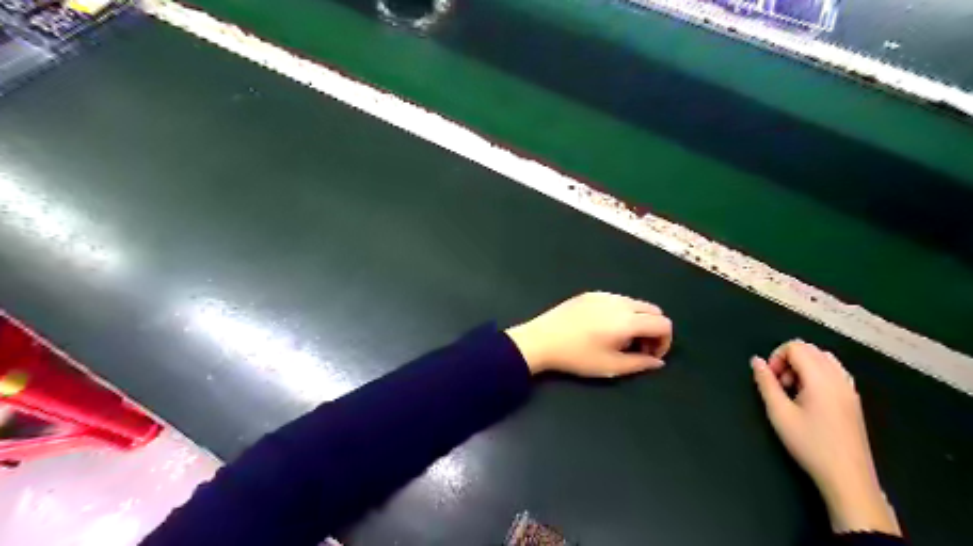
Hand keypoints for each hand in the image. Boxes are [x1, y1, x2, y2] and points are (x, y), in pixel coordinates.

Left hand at [506, 292, 672, 377]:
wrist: (541, 340)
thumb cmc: (577, 356)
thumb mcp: (611, 367)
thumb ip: (640, 363)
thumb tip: (658, 361)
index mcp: (628, 320)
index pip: (663, 323)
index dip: (664, 341)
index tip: (649, 355)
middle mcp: (620, 302)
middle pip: (653, 310)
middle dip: (653, 330)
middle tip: (638, 348)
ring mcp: (604, 295)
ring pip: (635, 303)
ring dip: (638, 320)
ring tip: (620, 339)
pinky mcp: (590, 294)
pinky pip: (617, 300)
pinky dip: (622, 312)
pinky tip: (603, 328)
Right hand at [747, 342, 900, 533]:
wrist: (847, 477)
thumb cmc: (810, 444)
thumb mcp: (779, 413)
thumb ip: (765, 382)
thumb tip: (756, 361)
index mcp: (821, 378)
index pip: (796, 346)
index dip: (776, 357)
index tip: (770, 379)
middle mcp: (838, 377)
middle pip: (810, 349)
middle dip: (788, 359)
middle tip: (779, 384)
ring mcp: (849, 388)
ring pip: (823, 358)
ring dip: (803, 366)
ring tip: (793, 391)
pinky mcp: (853, 399)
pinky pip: (833, 371)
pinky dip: (816, 374)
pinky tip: (809, 397)